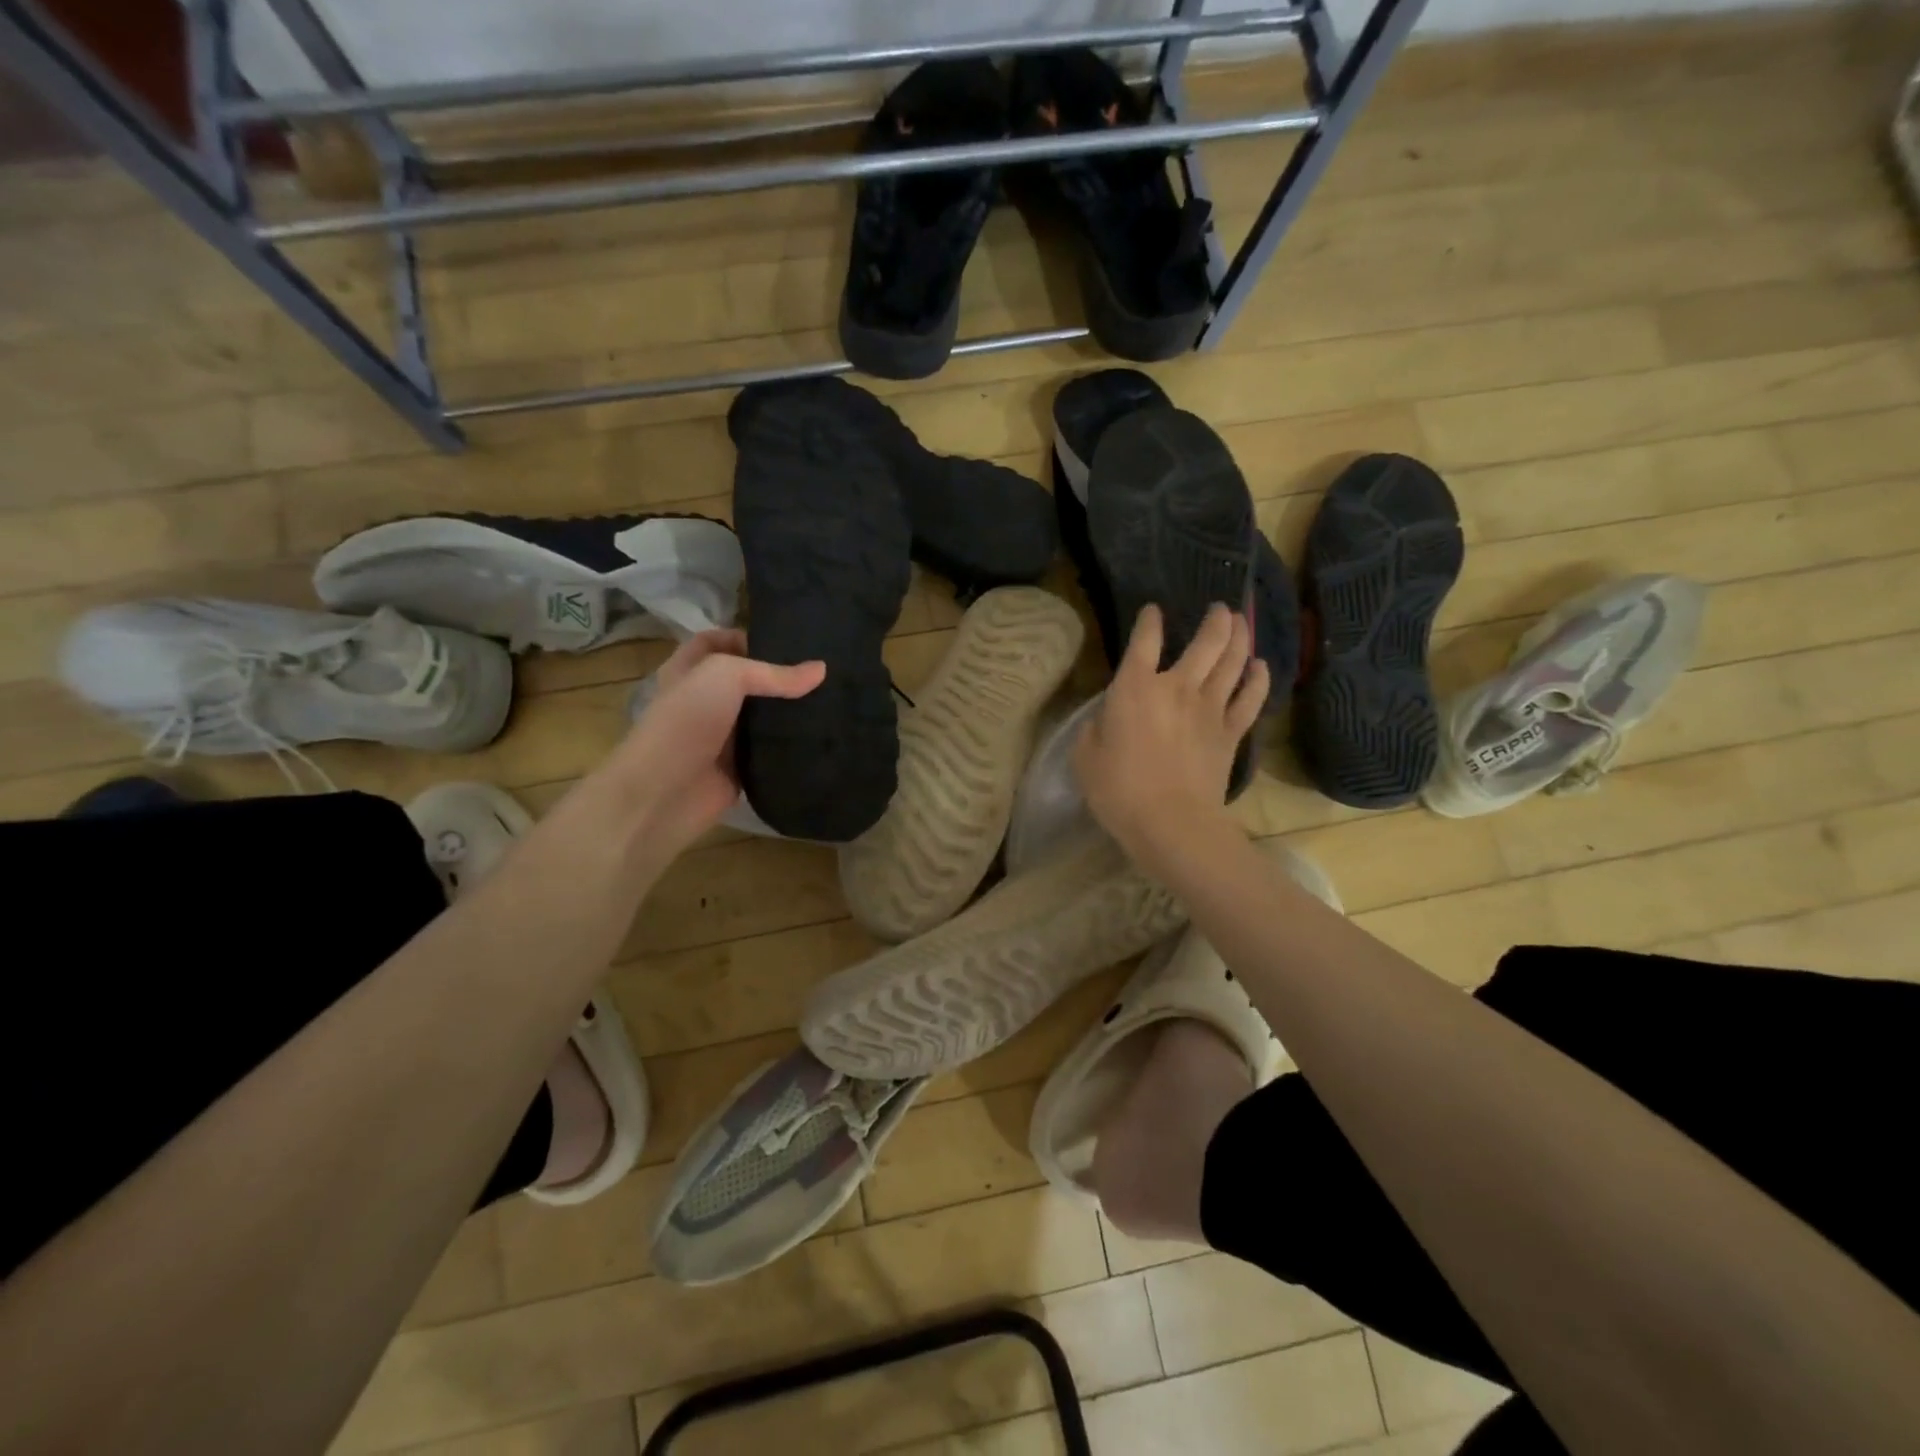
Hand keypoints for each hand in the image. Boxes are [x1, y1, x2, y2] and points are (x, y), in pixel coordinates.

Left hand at [608, 630, 823, 858]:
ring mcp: (723, 737)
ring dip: (790, 713)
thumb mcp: (725, 676)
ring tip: (832, 702)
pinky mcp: (739, 768)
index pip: (716, 642)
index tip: (785, 643)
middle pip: (747, 681)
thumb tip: (821, 670)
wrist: (664, 793)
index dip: (744, 637)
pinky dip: (791, 748)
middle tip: (822, 673)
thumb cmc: (685, 722)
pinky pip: (770, 753)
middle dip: (779, 677)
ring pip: (763, 718)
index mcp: (690, 671)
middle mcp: (706, 701)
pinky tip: (822, 738)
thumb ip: (773, 673)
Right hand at [1074, 604, 1267, 873]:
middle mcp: (1177, 686)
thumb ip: (1095, 727)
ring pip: (1233, 662)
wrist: (1171, 823)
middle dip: (1214, 620)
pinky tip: (1261, 667)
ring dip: (1239, 637)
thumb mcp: (1085, 755)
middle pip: (1205, 642)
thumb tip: (1109, 716)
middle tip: (1219, 608)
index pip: (1144, 640)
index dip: (1149, 621)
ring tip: (1240, 622)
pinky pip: (1251, 698)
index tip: (1152, 611)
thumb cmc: (1118, 789)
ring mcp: (1210, 708)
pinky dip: (1258, 679)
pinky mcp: (1232, 732)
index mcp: (1135, 687)